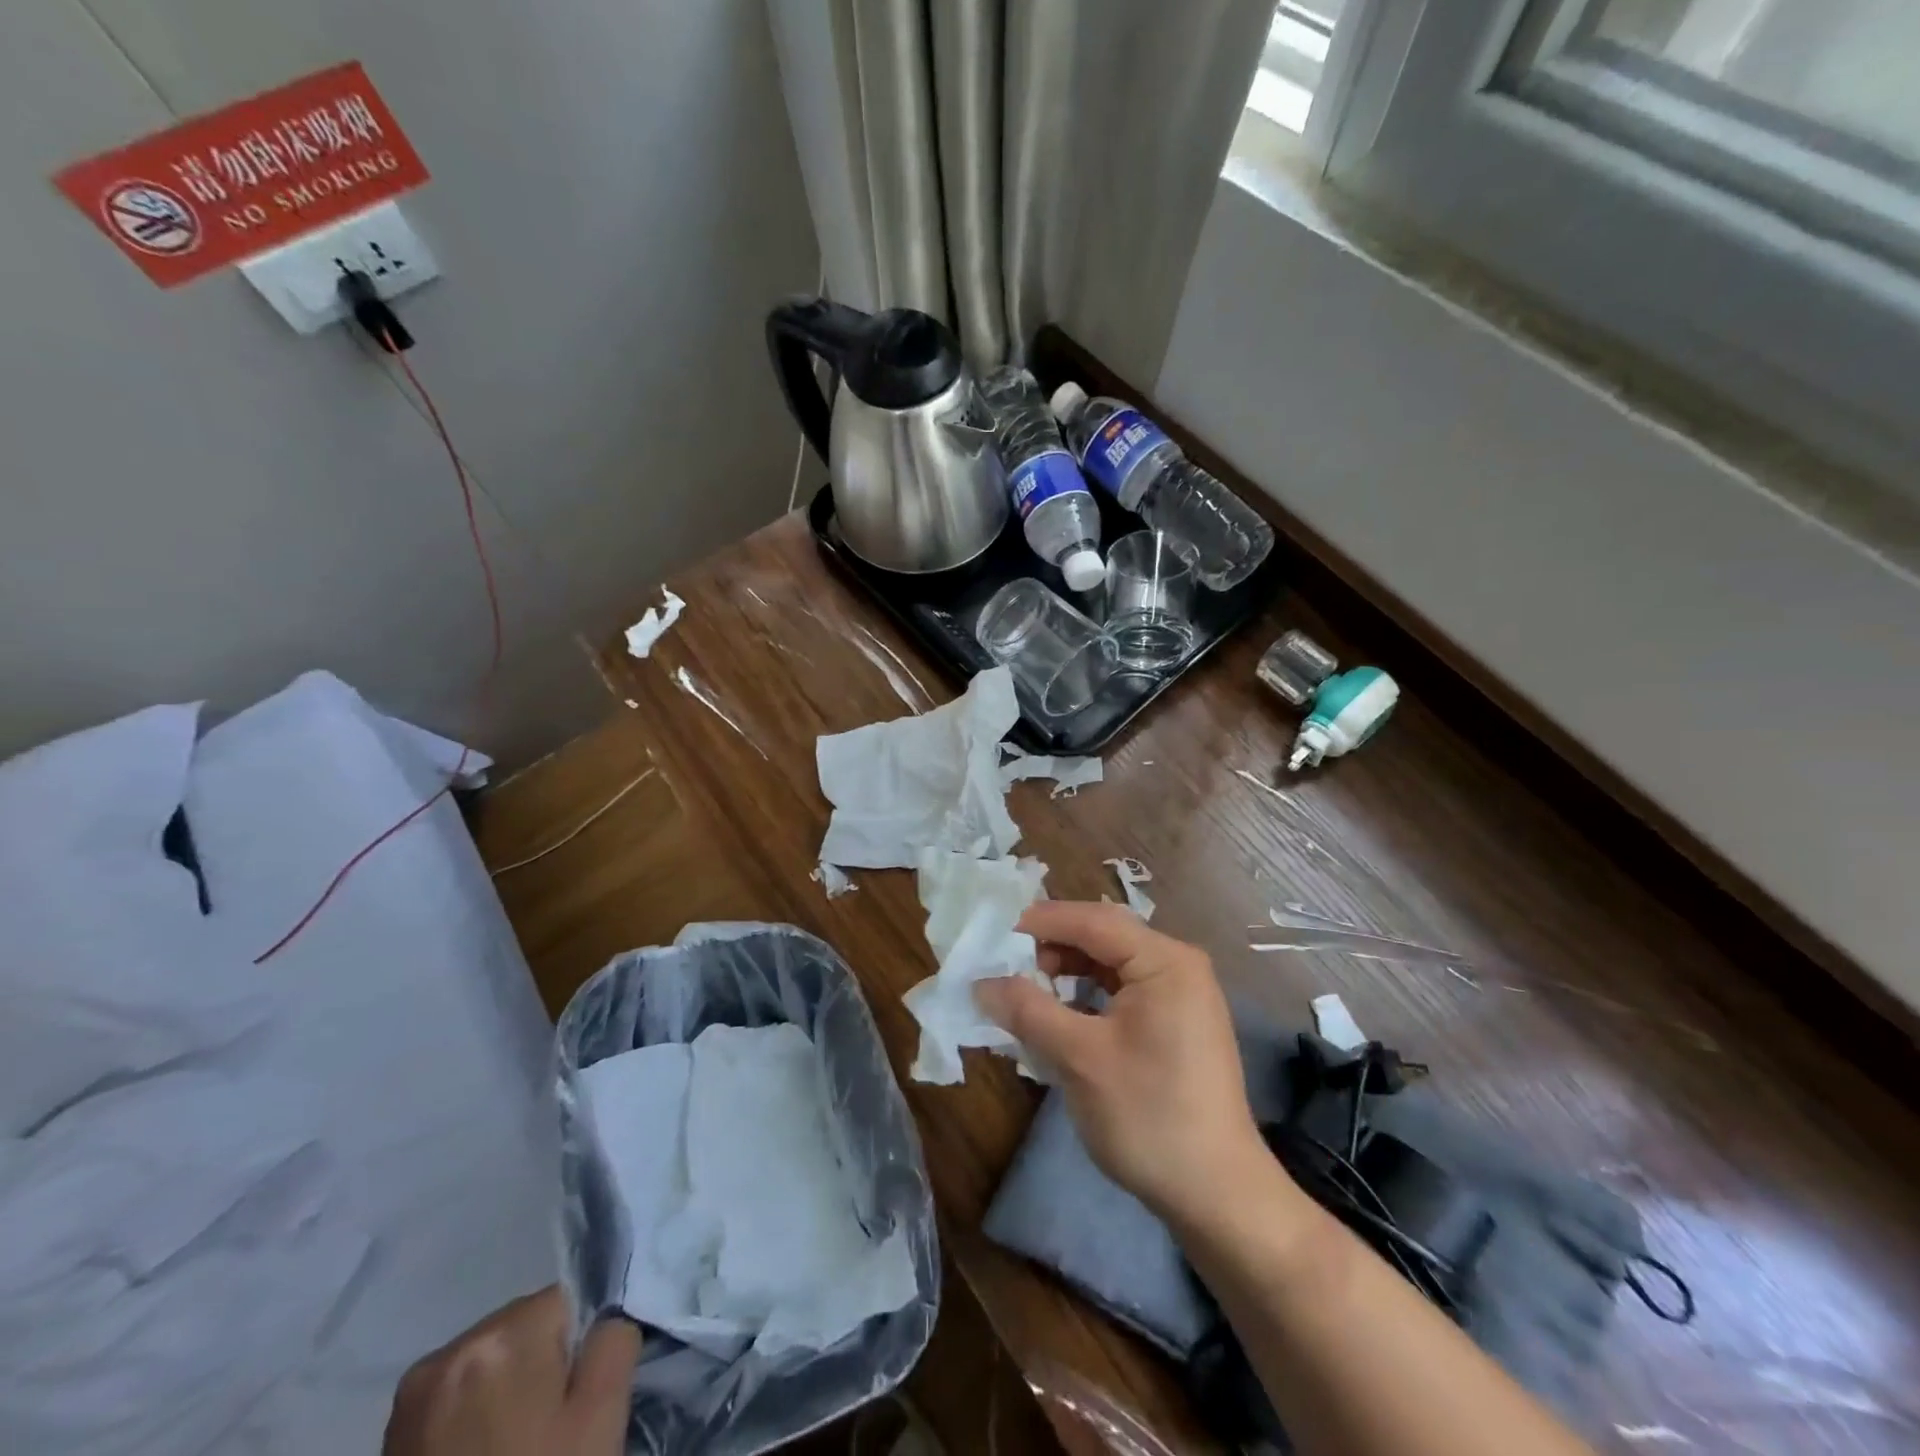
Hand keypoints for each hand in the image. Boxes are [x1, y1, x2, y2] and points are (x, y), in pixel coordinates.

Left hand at [382, 1287, 640, 1455]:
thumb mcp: (601, 1415)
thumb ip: (614, 1338)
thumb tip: (605, 1316)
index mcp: (503, 1334)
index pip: (567, 1300)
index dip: (580, 1348)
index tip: (573, 1403)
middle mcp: (449, 1352)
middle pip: (524, 1327)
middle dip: (540, 1365)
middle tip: (546, 1430)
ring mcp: (411, 1398)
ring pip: (490, 1360)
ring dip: (505, 1390)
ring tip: (511, 1446)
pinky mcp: (389, 1438)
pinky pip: (454, 1396)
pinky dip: (471, 1417)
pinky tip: (477, 1454)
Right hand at [975, 901, 1272, 1226]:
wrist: (1217, 1195)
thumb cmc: (1148, 1115)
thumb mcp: (1079, 1058)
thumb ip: (1028, 1010)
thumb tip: (981, 983)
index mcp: (1164, 961)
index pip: (1092, 920)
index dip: (1041, 922)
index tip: (994, 934)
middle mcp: (1178, 965)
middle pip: (1103, 936)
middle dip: (1053, 946)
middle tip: (1007, 965)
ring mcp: (1181, 994)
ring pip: (1111, 963)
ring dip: (1067, 970)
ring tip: (1027, 991)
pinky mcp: (1176, 1021)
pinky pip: (1123, 990)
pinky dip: (1087, 994)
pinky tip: (1059, 1014)